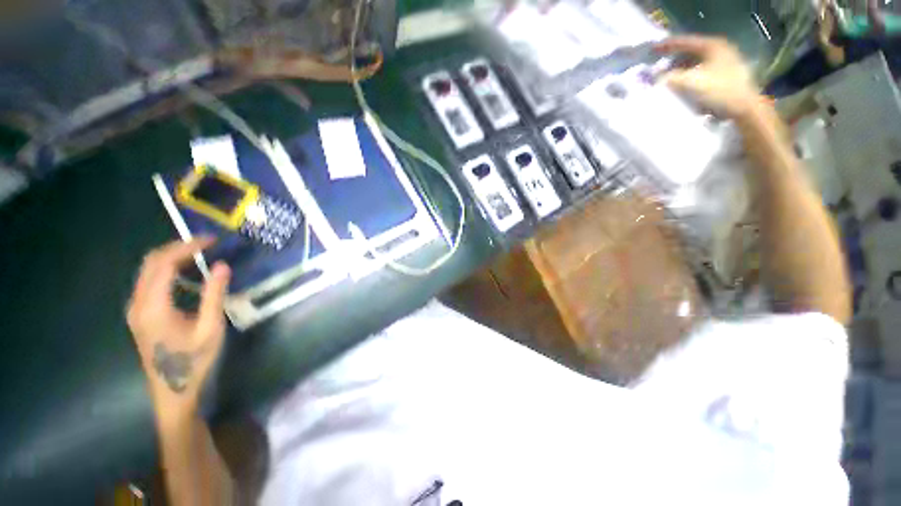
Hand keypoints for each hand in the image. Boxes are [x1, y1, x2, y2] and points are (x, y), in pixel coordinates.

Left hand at [127, 238, 230, 417]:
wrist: (172, 391)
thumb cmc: (194, 361)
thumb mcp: (210, 328)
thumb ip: (213, 295)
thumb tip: (221, 265)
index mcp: (152, 306)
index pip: (164, 264)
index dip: (187, 247)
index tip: (211, 241)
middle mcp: (137, 303)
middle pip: (151, 263)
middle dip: (178, 248)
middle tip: (206, 244)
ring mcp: (135, 309)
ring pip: (148, 271)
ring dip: (172, 257)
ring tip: (199, 255)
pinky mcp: (140, 314)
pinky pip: (149, 282)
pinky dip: (167, 270)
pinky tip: (185, 274)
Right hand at [656, 36, 759, 118]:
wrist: (744, 108)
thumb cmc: (719, 91)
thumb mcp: (691, 82)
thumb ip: (671, 77)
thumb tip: (659, 77)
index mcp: (713, 46)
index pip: (685, 42)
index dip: (667, 45)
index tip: (652, 49)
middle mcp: (720, 49)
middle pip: (691, 51)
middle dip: (674, 58)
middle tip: (659, 64)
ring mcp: (724, 62)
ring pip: (696, 62)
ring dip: (680, 68)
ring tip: (667, 76)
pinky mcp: (725, 75)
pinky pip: (701, 71)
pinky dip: (689, 76)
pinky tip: (681, 84)